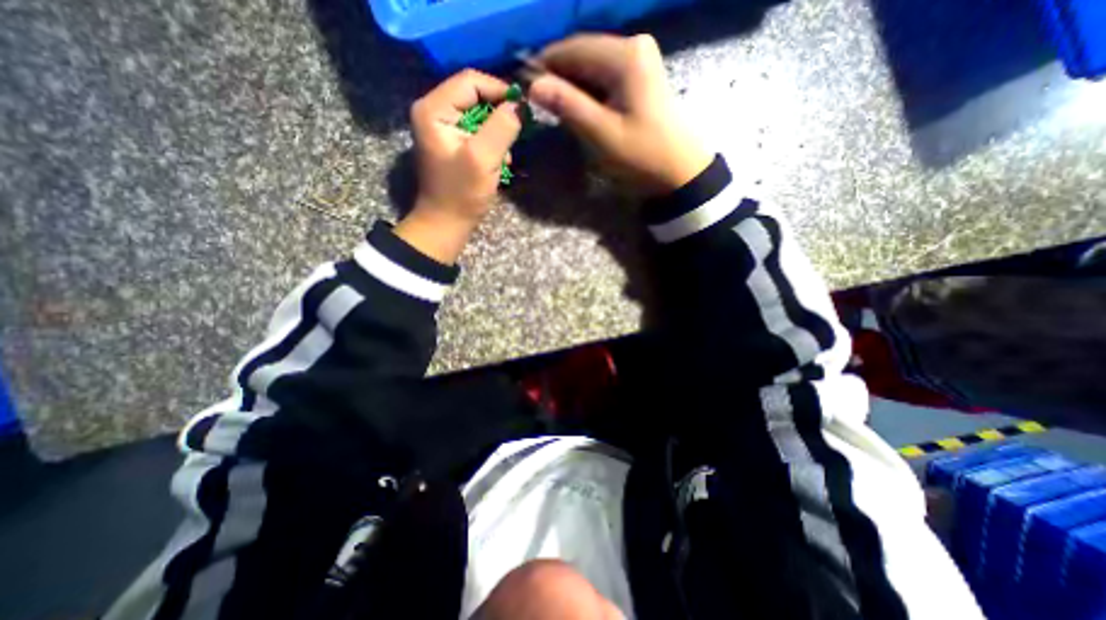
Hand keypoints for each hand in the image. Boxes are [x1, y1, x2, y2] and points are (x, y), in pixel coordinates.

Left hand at [396, 67, 521, 262]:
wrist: (447, 223)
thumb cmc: (461, 194)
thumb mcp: (483, 158)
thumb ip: (502, 127)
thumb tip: (519, 105)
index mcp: (434, 109)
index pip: (471, 81)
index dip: (499, 90)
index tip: (523, 109)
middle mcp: (435, 111)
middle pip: (475, 97)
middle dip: (499, 117)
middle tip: (516, 136)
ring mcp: (444, 128)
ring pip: (480, 116)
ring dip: (498, 134)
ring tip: (506, 157)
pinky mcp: (453, 143)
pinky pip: (478, 132)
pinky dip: (493, 145)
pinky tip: (499, 162)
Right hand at [529, 31, 716, 195]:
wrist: (679, 171)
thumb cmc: (642, 155)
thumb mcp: (602, 134)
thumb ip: (568, 106)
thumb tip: (533, 85)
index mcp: (625, 56)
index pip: (573, 49)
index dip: (545, 66)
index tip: (524, 89)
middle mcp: (633, 46)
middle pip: (583, 55)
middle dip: (559, 78)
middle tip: (540, 105)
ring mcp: (639, 59)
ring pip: (592, 67)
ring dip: (573, 87)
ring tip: (557, 112)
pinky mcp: (641, 75)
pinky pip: (605, 77)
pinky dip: (589, 92)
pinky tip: (581, 111)